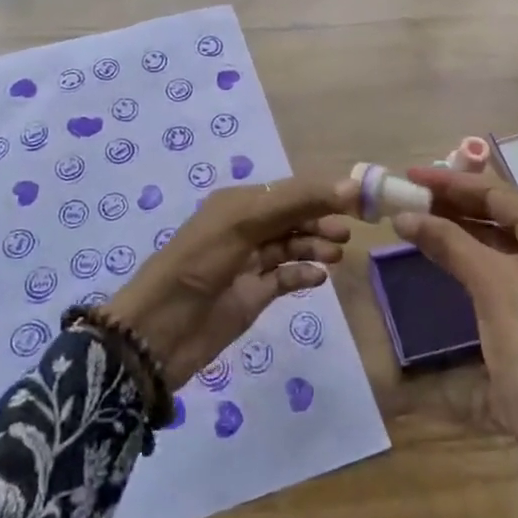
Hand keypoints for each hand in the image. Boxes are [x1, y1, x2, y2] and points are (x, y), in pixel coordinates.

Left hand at [100, 177, 352, 384]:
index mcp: (239, 204)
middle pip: (293, 217)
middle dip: (321, 220)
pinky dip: (303, 274)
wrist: (158, 331)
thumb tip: (350, 185)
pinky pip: (285, 277)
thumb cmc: (199, 263)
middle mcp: (245, 228)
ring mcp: (249, 263)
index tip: (358, 199)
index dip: (323, 193)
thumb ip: (296, 202)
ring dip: (315, 246)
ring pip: (291, 246)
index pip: (290, 191)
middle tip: (348, 232)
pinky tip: (320, 278)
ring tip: (337, 254)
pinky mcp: (252, 296)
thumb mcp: (244, 223)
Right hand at [393, 167, 517, 517]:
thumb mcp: (488, 283)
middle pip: (505, 215)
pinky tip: (449, 252)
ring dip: (464, 231)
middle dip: (456, 205)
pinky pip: (509, 268)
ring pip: (506, 242)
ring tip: (422, 217)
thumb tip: (405, 216)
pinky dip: (478, 258)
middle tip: (412, 194)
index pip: (500, 194)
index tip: (412, 174)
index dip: (452, 182)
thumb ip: (447, 240)